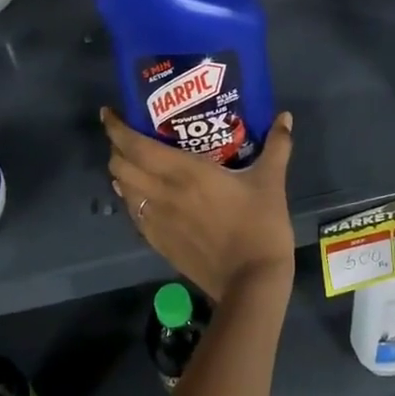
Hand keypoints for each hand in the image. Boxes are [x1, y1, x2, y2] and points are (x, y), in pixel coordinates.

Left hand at [100, 108, 296, 301]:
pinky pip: (134, 214)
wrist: (251, 282)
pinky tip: (141, 195)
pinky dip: (131, 198)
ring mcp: (158, 221)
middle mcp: (163, 193)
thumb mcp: (271, 181)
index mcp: (185, 172)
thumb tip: (285, 117)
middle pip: (122, 166)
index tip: (109, 113)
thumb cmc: (260, 225)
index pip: (136, 146)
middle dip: (117, 148)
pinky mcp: (160, 243)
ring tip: (132, 161)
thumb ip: (277, 145)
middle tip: (127, 135)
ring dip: (122, 172)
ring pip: (124, 191)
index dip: (117, 129)